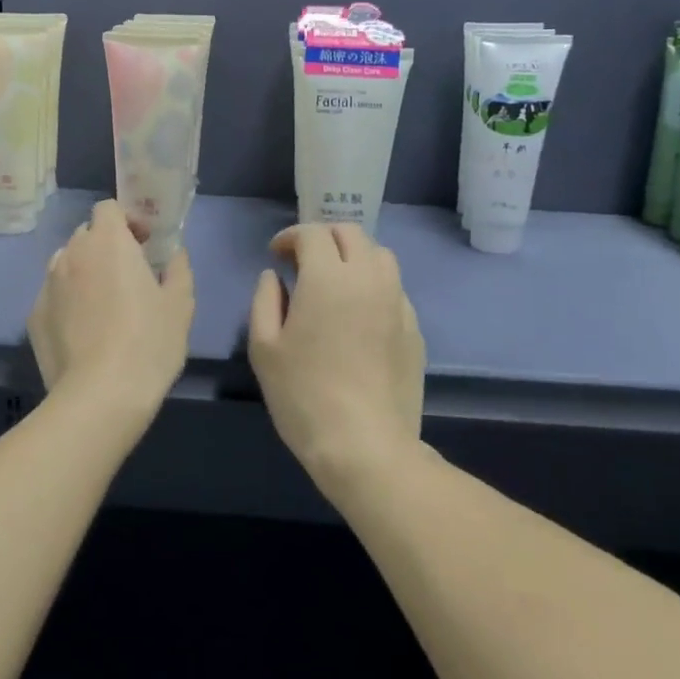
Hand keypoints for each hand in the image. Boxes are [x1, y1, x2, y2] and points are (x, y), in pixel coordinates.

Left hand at [28, 199, 194, 420]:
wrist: (100, 395)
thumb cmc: (149, 342)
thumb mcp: (180, 305)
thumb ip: (178, 269)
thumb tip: (174, 254)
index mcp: (108, 242)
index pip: (108, 208)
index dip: (126, 221)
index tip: (143, 244)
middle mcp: (71, 254)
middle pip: (86, 235)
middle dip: (105, 246)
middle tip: (128, 275)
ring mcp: (47, 285)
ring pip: (66, 264)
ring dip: (84, 272)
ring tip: (103, 304)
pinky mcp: (34, 316)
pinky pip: (54, 296)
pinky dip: (68, 302)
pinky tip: (84, 332)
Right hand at [248, 223, 425, 494]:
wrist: (364, 445)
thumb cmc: (303, 395)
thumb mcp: (264, 347)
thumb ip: (265, 300)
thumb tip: (275, 276)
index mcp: (328, 277)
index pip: (313, 233)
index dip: (290, 237)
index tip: (276, 255)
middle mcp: (368, 278)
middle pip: (351, 233)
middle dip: (323, 238)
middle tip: (303, 262)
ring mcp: (398, 303)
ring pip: (380, 256)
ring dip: (354, 256)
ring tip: (335, 282)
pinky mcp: (415, 329)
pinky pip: (394, 289)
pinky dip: (373, 286)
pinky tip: (359, 315)